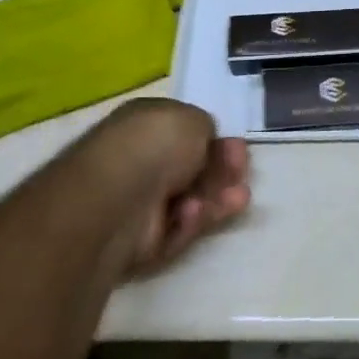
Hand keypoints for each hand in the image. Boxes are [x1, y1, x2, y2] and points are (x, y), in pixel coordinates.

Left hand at [64, 98, 250, 276]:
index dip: (216, 141)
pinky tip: (192, 214)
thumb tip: (206, 145)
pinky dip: (189, 222)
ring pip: (190, 201)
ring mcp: (139, 201)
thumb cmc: (155, 145)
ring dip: (216, 199)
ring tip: (238, 199)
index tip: (239, 148)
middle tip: (241, 173)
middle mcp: (140, 159)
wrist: (117, 197)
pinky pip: (176, 229)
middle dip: (222, 171)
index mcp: (145, 124)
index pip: (187, 133)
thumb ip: (207, 129)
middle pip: (193, 169)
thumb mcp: (194, 119)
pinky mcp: (141, 239)